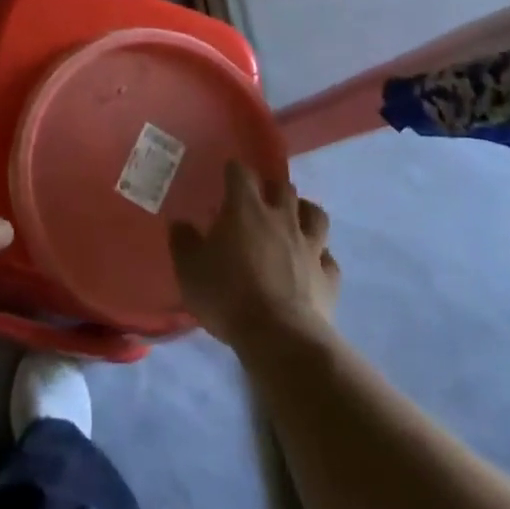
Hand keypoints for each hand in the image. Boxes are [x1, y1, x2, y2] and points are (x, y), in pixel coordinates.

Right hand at [169, 162, 339, 352]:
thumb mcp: (190, 270)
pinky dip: (321, 257)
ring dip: (305, 212)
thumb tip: (180, 223)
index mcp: (245, 209)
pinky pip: (329, 258)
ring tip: (295, 220)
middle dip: (273, 187)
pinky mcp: (328, 276)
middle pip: (284, 187)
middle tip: (261, 199)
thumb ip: (183, 242)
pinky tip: (313, 264)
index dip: (234, 171)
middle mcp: (281, 218)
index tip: (227, 176)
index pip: (241, 173)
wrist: (279, 337)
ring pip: (316, 215)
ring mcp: (310, 246)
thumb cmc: (228, 296)